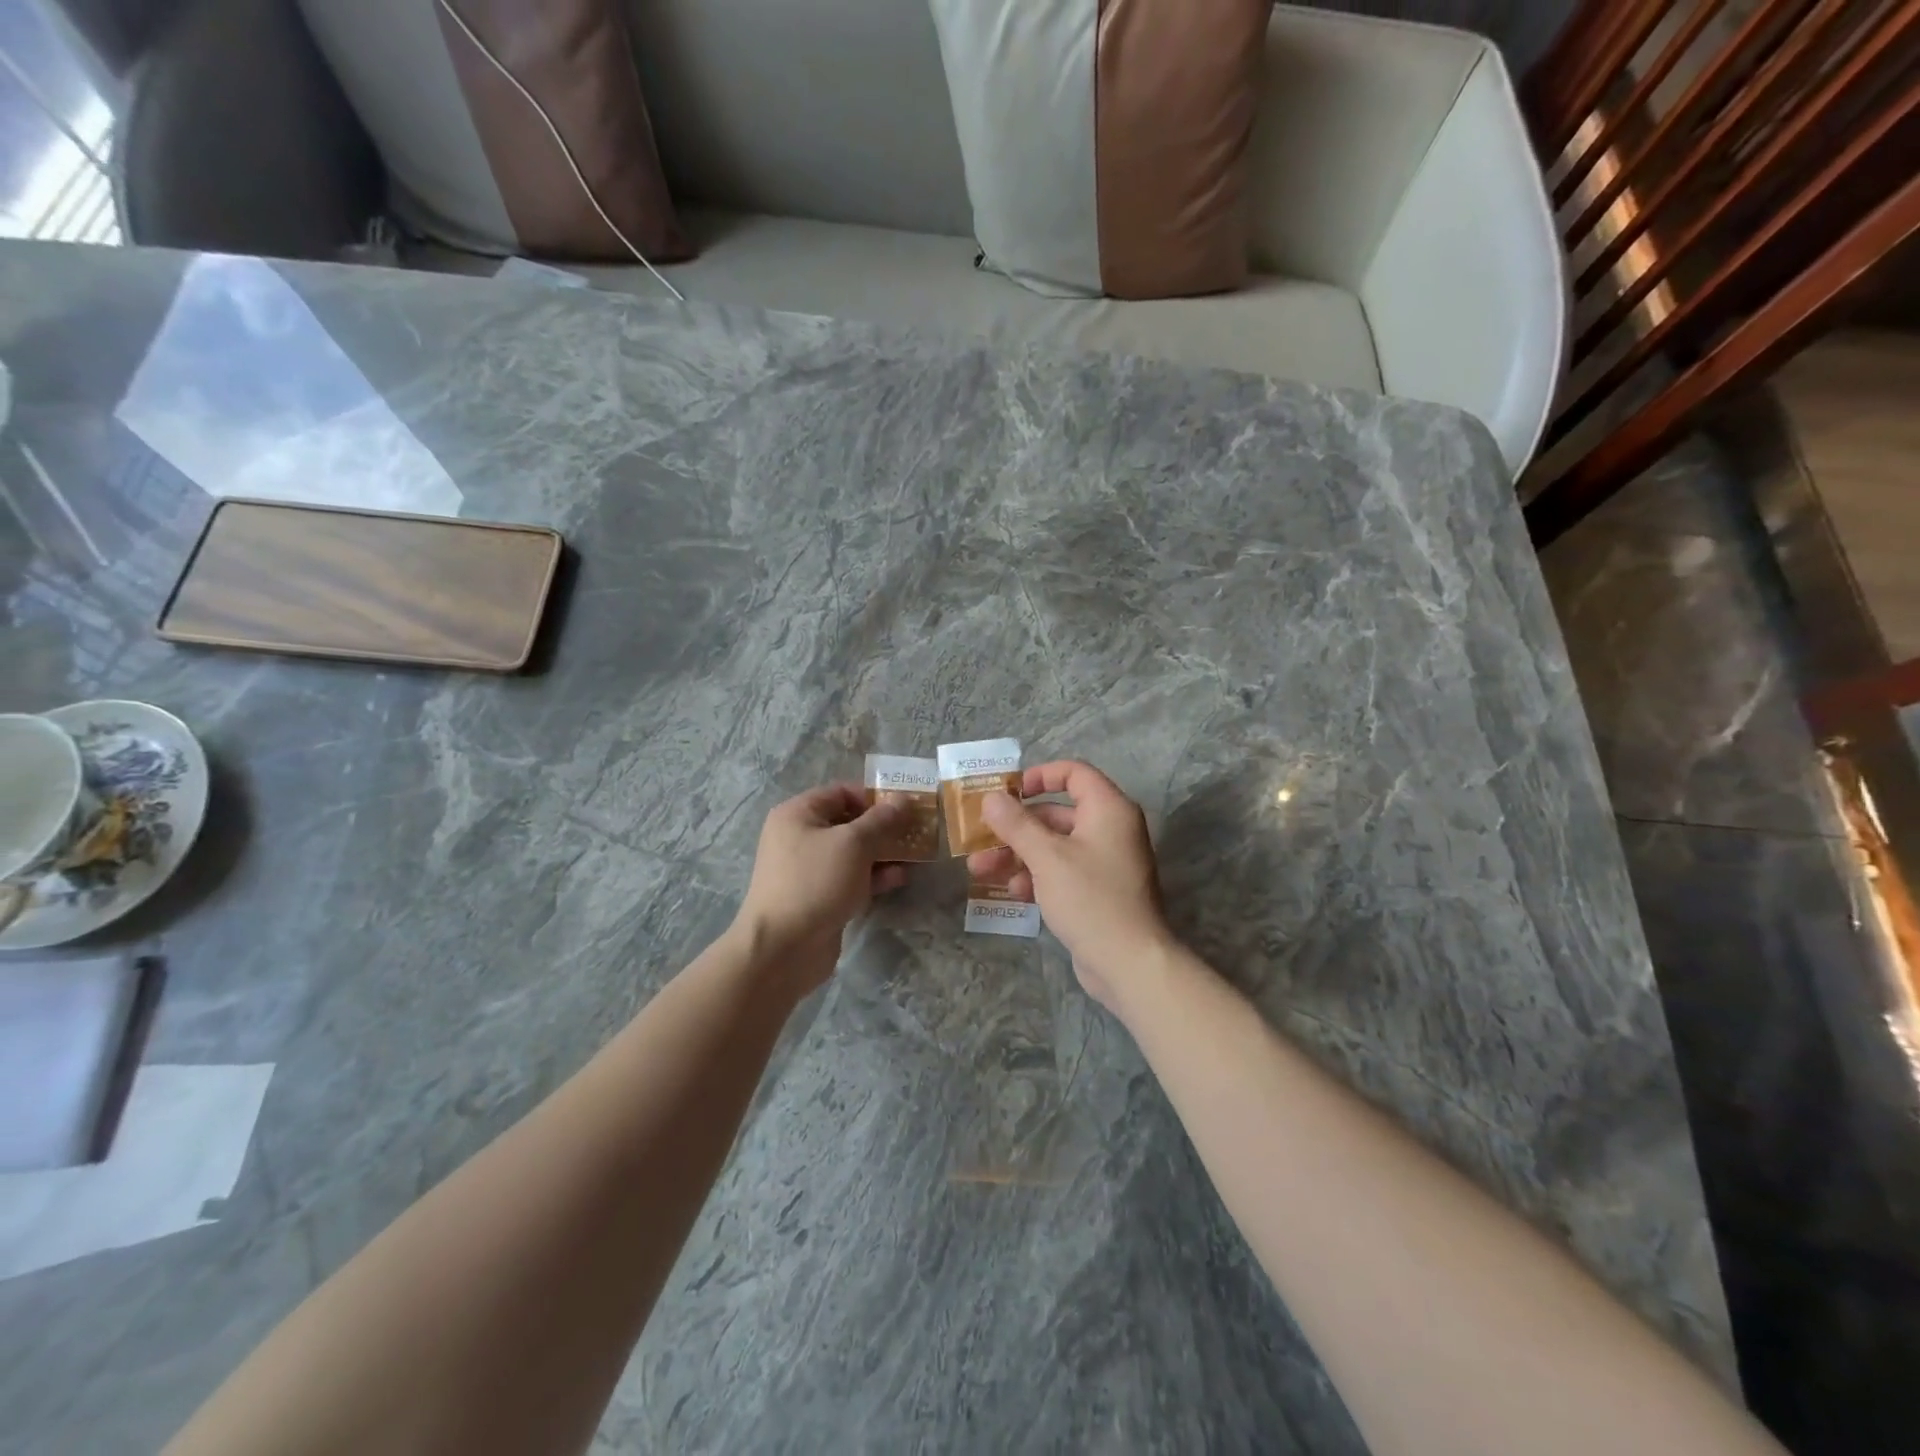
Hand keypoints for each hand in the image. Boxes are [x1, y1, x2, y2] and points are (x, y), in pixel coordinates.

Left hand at [732, 785, 908, 982]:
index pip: (841, 792)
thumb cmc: (815, 882)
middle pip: (848, 822)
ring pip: (852, 852)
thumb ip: (881, 820)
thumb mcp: (853, 844)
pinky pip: (850, 877)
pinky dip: (873, 876)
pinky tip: (900, 878)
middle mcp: (799, 836)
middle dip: (883, 827)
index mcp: (798, 814)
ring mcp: (809, 869)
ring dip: (883, 853)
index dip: (874, 797)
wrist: (783, 948)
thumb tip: (903, 799)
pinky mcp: (819, 896)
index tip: (906, 808)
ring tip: (915, 855)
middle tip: (916, 831)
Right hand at [966, 761, 1174, 1011]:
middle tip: (980, 838)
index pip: (1074, 773)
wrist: (1129, 963)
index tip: (1008, 792)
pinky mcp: (1097, 891)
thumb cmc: (1090, 898)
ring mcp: (1104, 862)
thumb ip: (1016, 824)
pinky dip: (1036, 876)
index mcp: (1108, 809)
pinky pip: (1061, 872)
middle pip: (1056, 813)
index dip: (1039, 776)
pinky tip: (1011, 892)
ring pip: (1054, 846)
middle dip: (1015, 827)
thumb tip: (991, 798)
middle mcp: (1110, 829)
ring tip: (980, 870)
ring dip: (1017, 854)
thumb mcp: (1047, 857)